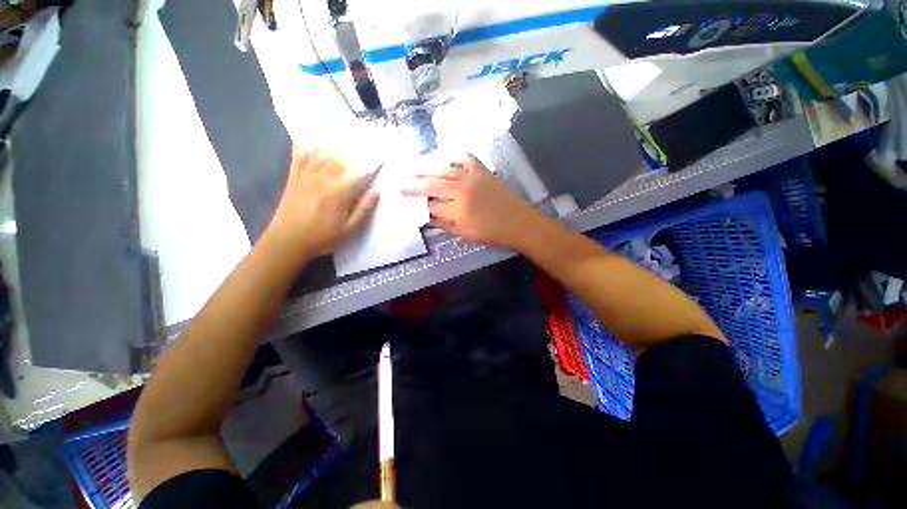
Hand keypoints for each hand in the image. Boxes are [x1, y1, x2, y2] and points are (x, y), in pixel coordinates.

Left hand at [265, 145, 378, 255]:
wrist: (287, 241)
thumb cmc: (322, 237)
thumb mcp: (349, 229)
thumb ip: (363, 209)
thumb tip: (376, 191)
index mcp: (338, 193)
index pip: (359, 174)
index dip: (371, 167)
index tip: (381, 161)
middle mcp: (322, 179)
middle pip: (340, 158)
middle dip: (353, 153)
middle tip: (363, 149)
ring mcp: (306, 176)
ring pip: (321, 153)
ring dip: (334, 147)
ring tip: (343, 140)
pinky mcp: (294, 177)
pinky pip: (298, 156)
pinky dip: (303, 146)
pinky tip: (309, 138)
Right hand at [404, 154, 544, 249]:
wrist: (520, 223)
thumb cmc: (493, 234)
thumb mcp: (466, 235)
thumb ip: (445, 226)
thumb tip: (428, 219)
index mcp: (458, 209)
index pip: (432, 205)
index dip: (420, 206)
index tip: (411, 204)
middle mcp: (462, 189)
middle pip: (433, 185)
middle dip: (415, 185)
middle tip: (402, 184)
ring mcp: (473, 177)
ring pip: (445, 169)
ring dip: (428, 168)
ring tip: (415, 168)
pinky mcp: (483, 171)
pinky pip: (465, 159)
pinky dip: (454, 158)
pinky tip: (446, 159)